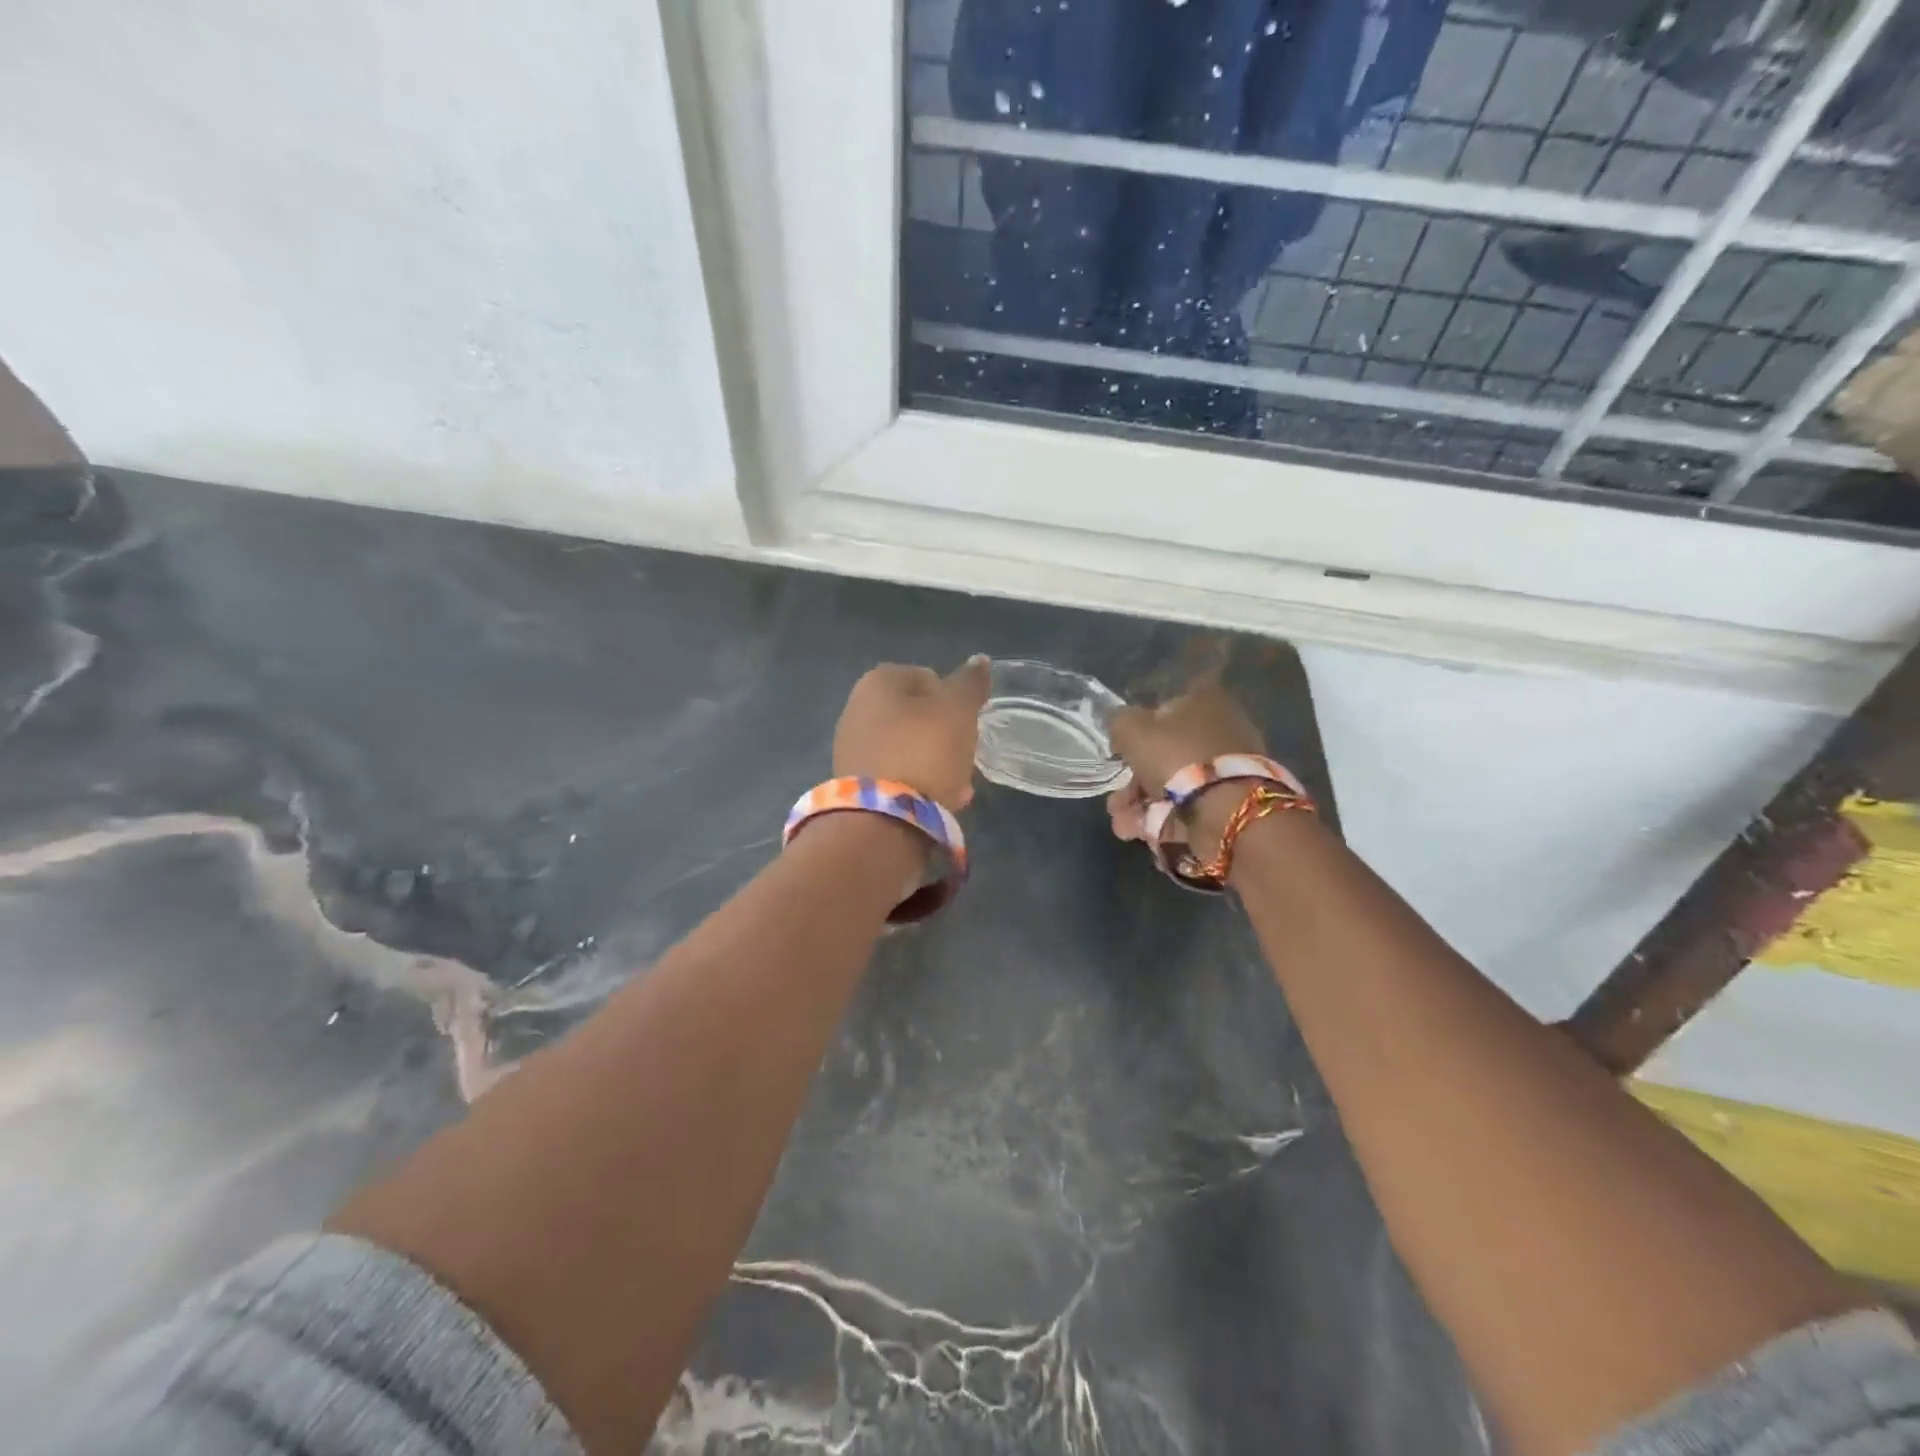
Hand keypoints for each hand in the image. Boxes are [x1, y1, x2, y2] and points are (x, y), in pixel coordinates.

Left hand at [833, 657, 991, 810]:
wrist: (883, 822)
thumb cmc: (925, 752)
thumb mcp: (958, 711)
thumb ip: (970, 684)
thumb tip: (979, 660)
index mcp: (877, 682)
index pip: (927, 677)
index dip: (952, 698)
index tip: (968, 723)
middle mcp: (857, 709)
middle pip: (916, 715)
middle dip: (944, 735)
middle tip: (965, 756)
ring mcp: (852, 748)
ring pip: (908, 748)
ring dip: (935, 763)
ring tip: (958, 787)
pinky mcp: (855, 785)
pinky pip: (896, 776)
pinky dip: (918, 785)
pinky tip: (939, 802)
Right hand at [1106, 681, 1265, 851]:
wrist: (1227, 810)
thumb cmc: (1178, 757)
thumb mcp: (1133, 730)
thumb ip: (1119, 722)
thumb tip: (1120, 726)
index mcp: (1204, 700)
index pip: (1166, 704)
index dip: (1139, 726)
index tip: (1120, 749)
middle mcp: (1220, 728)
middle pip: (1166, 751)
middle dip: (1133, 780)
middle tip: (1115, 801)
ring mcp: (1227, 768)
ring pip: (1174, 783)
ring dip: (1140, 804)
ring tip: (1121, 825)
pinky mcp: (1230, 801)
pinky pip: (1189, 806)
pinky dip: (1162, 820)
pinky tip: (1137, 833)